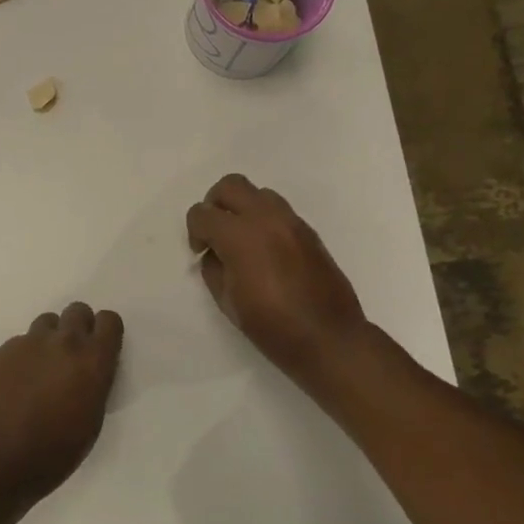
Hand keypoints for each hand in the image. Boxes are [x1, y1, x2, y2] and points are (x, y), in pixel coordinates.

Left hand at [0, 302, 124, 503]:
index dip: (106, 333)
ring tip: (42, 370)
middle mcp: (64, 342)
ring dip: (50, 339)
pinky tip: (16, 383)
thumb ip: (93, 385)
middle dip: (78, 328)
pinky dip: (25, 355)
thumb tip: (87, 373)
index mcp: (92, 361)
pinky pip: (22, 341)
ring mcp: (30, 342)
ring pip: (48, 322)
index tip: (100, 351)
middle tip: (71, 358)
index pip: (110, 321)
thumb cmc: (51, 454)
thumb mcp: (90, 423)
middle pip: (78, 311)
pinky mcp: (3, 349)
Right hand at [186, 174, 366, 380]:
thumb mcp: (228, 302)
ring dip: (243, 208)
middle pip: (230, 185)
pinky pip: (279, 210)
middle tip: (216, 233)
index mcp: (240, 237)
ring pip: (258, 192)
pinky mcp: (309, 231)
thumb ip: (214, 268)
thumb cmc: (272, 326)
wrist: (329, 338)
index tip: (201, 251)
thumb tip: (215, 253)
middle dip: (215, 204)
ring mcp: (291, 222)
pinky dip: (264, 219)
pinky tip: (266, 250)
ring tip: (242, 240)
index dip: (194, 231)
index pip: (202, 213)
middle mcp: (266, 218)